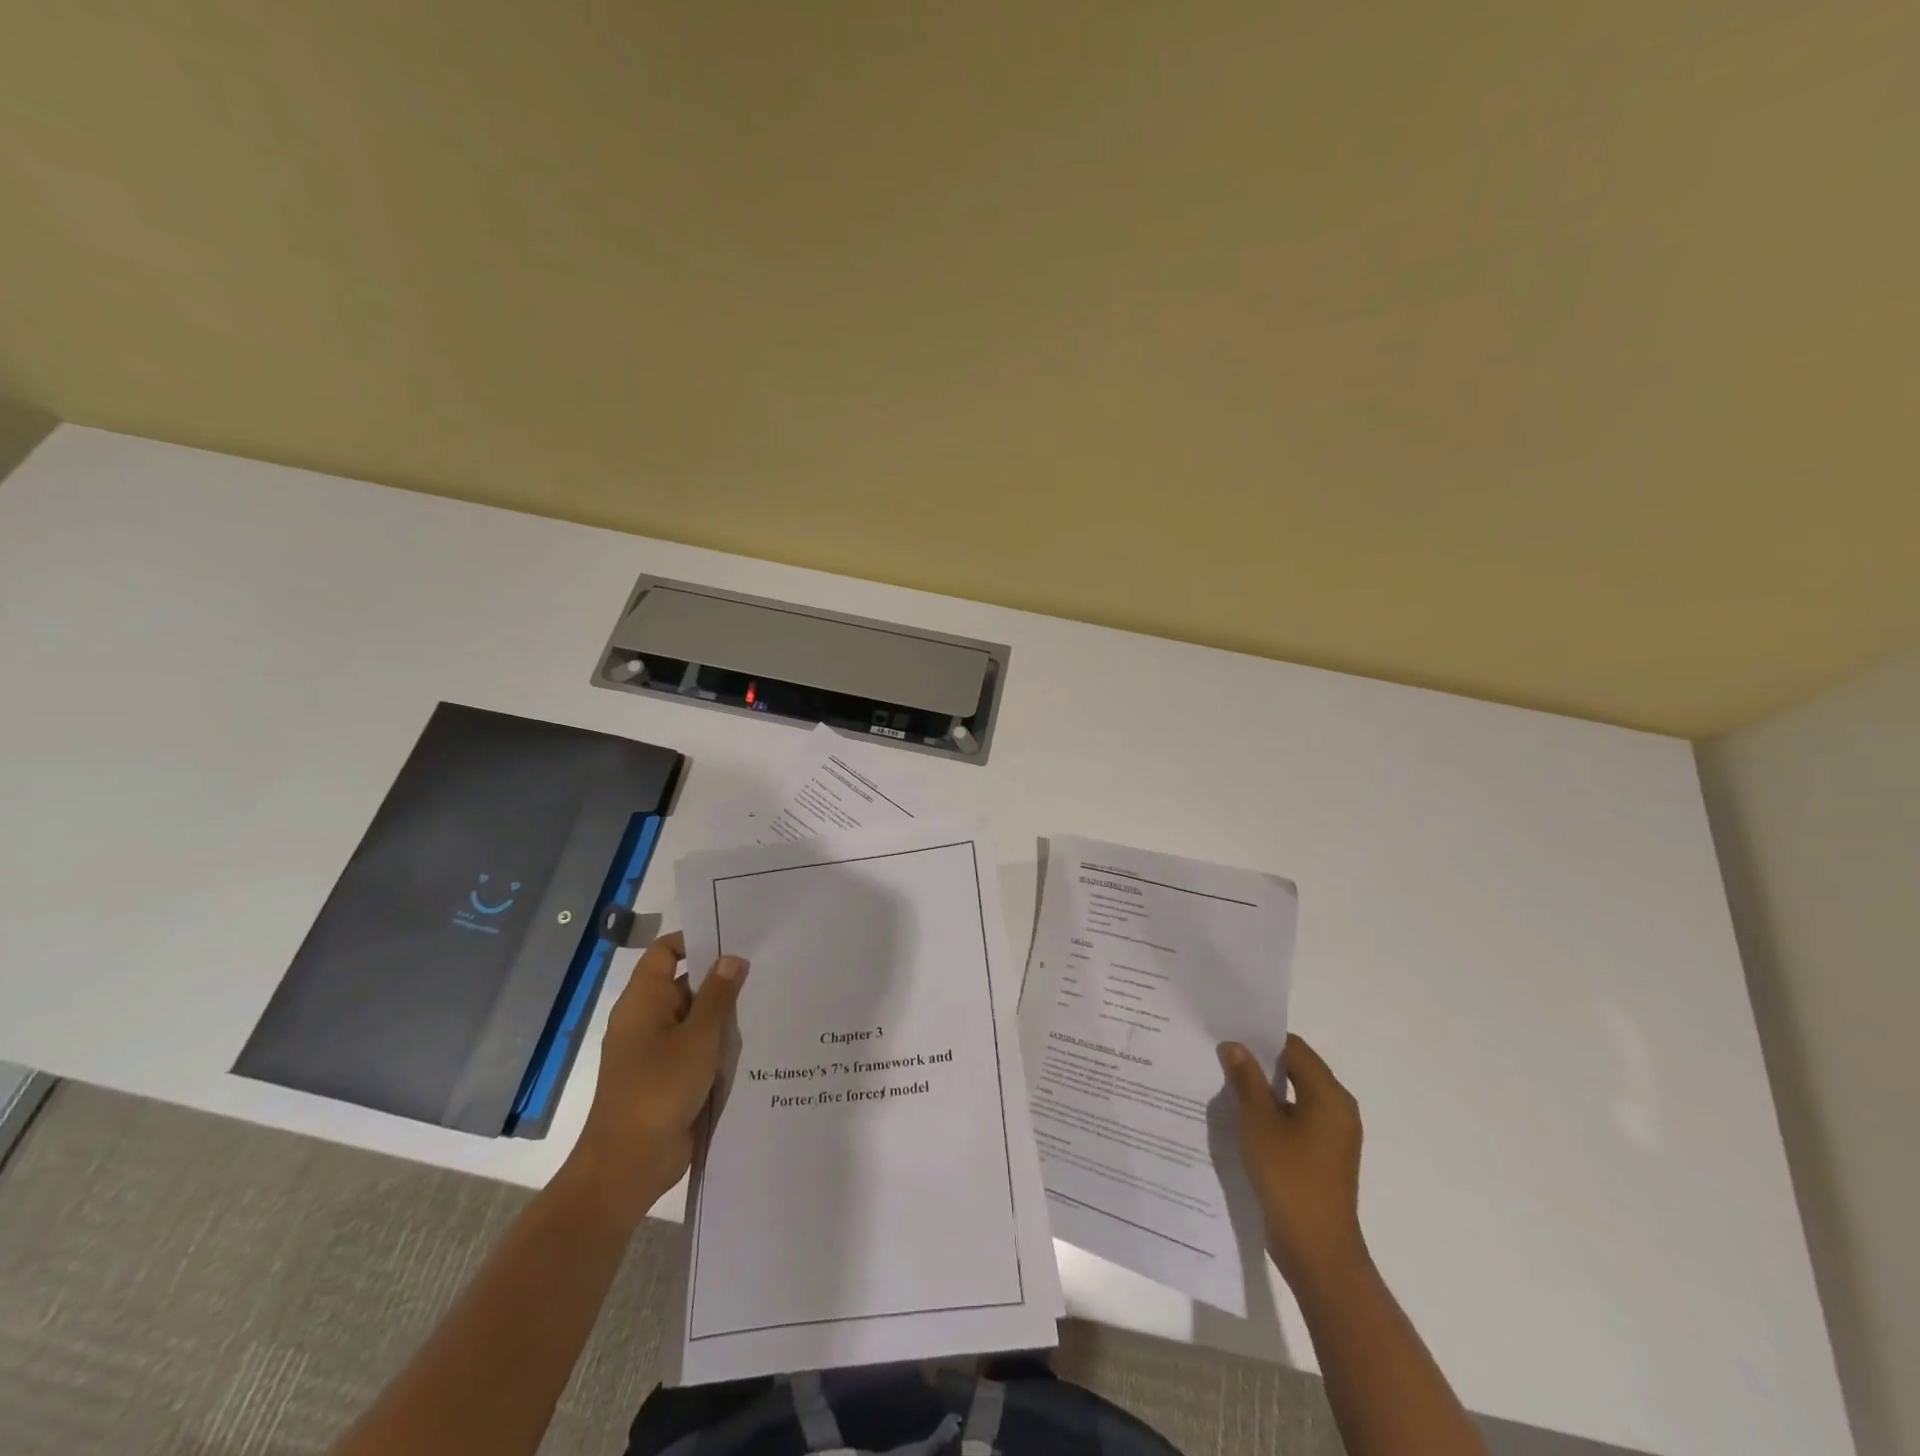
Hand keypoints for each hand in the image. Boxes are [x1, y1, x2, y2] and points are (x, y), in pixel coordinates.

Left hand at [565, 933, 747, 1224]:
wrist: (628, 1164)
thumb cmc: (659, 1089)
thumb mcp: (698, 1037)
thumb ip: (718, 995)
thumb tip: (732, 958)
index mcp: (643, 1000)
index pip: (665, 951)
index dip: (696, 941)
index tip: (734, 940)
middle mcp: (646, 1019)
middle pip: (684, 984)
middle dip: (720, 980)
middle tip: (764, 971)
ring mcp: (654, 1051)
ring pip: (693, 1019)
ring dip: (722, 1016)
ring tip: (766, 1004)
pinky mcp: (666, 1078)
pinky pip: (694, 1049)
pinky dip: (717, 1045)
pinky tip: (752, 1045)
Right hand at [1219, 1034, 1367, 1292]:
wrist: (1316, 1250)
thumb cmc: (1289, 1177)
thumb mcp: (1258, 1122)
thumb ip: (1246, 1079)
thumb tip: (1234, 1045)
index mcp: (1329, 1095)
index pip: (1293, 1048)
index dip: (1260, 1039)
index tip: (1227, 1034)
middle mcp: (1337, 1110)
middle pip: (1295, 1070)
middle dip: (1258, 1063)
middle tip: (1219, 1055)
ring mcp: (1332, 1136)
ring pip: (1292, 1096)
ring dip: (1262, 1090)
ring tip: (1223, 1084)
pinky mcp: (1322, 1157)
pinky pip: (1295, 1121)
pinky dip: (1271, 1114)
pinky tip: (1240, 1119)